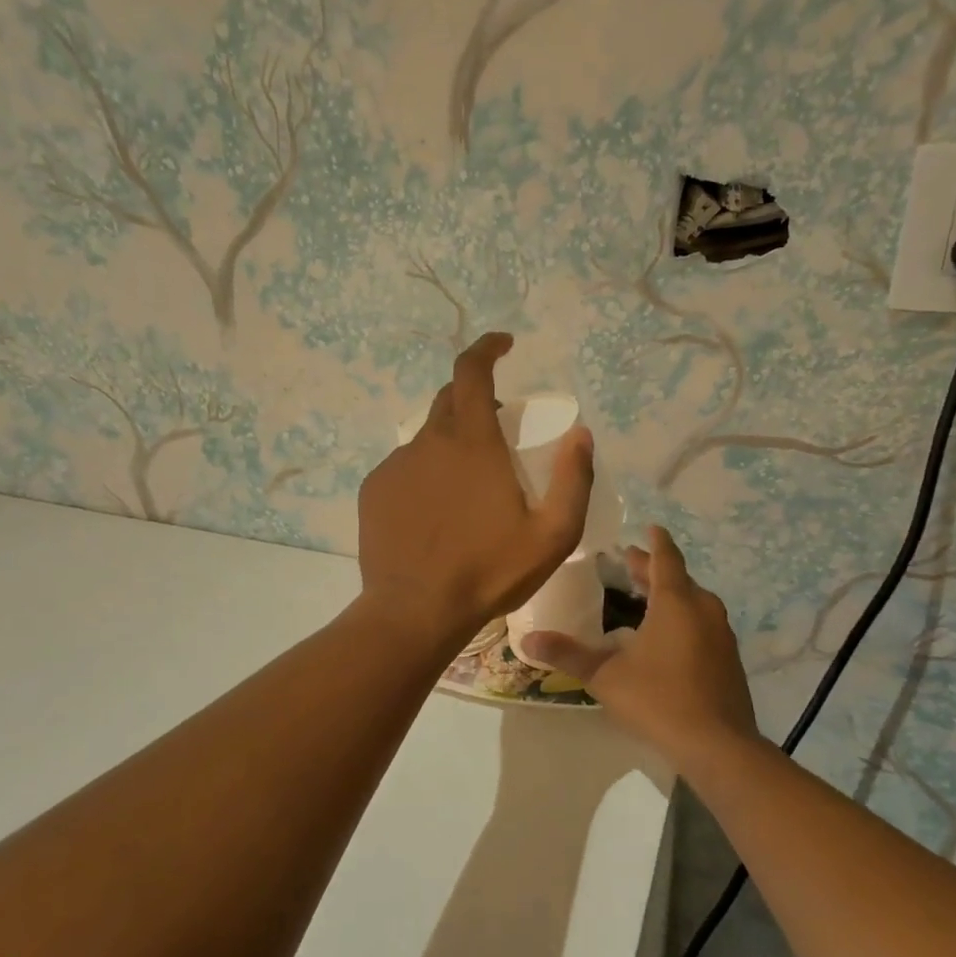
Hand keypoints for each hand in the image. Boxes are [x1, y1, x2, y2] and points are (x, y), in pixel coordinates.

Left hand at [357, 332, 592, 646]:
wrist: (415, 611)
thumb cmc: (490, 571)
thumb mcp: (552, 534)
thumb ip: (574, 479)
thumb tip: (581, 434)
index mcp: (472, 442)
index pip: (472, 371)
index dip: (487, 348)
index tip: (504, 344)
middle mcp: (429, 441)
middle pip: (450, 399)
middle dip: (476, 399)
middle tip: (500, 429)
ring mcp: (396, 465)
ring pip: (428, 436)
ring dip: (452, 443)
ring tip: (470, 485)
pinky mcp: (374, 490)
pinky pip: (405, 466)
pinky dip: (426, 471)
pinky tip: (437, 510)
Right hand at [527, 526, 758, 768]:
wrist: (718, 746)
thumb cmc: (659, 700)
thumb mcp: (606, 676)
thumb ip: (568, 655)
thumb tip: (528, 638)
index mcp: (675, 603)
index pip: (665, 558)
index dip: (655, 542)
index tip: (649, 527)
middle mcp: (703, 610)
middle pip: (678, 578)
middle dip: (655, 569)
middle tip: (631, 564)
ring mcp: (721, 635)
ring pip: (695, 601)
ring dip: (672, 593)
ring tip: (648, 597)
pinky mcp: (729, 659)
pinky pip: (704, 623)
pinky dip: (685, 617)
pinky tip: (669, 637)